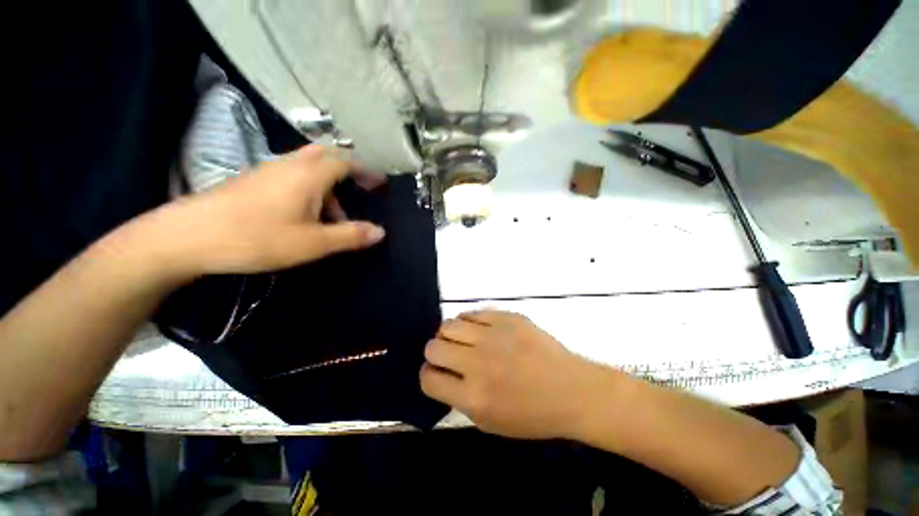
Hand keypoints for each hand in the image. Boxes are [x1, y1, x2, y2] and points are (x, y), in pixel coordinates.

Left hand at [140, 145, 384, 278]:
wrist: (189, 236)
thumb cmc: (258, 237)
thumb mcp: (314, 242)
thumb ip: (350, 235)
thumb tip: (381, 232)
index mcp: (309, 175)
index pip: (345, 161)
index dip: (366, 171)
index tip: (379, 184)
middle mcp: (290, 165)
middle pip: (326, 157)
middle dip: (347, 172)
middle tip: (358, 192)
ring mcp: (268, 170)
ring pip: (308, 168)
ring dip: (327, 187)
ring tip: (332, 216)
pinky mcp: (253, 180)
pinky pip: (291, 176)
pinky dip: (309, 190)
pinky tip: (304, 215)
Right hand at [420, 310, 613, 438]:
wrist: (571, 389)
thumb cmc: (533, 414)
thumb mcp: (490, 423)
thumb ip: (460, 399)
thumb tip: (442, 374)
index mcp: (473, 396)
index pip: (428, 378)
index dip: (427, 375)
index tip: (436, 372)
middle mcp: (477, 362)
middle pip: (433, 346)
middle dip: (435, 352)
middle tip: (449, 355)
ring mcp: (492, 336)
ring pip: (449, 325)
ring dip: (450, 334)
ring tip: (463, 340)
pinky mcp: (506, 317)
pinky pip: (472, 313)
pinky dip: (469, 322)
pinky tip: (478, 329)